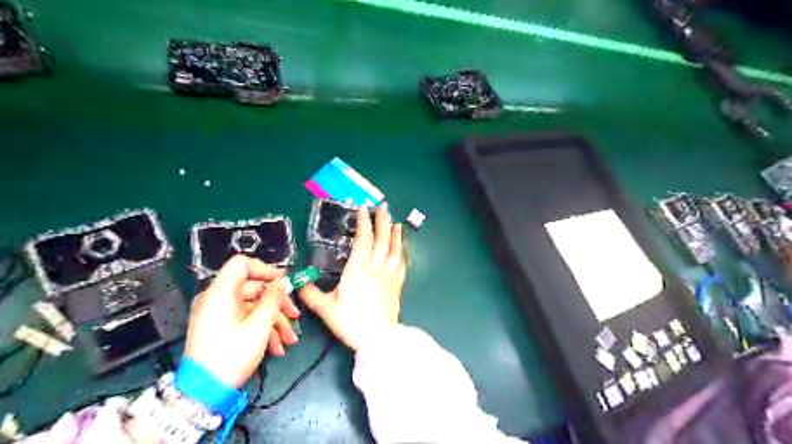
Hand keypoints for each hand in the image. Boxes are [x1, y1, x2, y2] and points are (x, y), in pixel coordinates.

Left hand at [185, 255, 301, 385]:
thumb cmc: (232, 355)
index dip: (266, 270)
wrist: (203, 393)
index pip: (242, 264)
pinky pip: (246, 319)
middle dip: (278, 304)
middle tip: (296, 316)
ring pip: (254, 307)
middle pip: (254, 288)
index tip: (285, 283)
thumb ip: (273, 298)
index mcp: (221, 292)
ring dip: (275, 322)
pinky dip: (263, 330)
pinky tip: (276, 348)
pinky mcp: (221, 327)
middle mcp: (217, 299)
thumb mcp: (259, 325)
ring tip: (289, 341)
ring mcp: (219, 314)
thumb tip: (282, 282)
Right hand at [298, 202, 404, 351]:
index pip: (363, 240)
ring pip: (394, 249)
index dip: (363, 222)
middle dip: (382, 221)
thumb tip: (299, 283)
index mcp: (357, 269)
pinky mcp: (397, 285)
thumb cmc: (351, 322)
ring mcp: (389, 276)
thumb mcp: (326, 308)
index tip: (363, 209)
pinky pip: (401, 264)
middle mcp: (375, 268)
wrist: (377, 338)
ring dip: (395, 234)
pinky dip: (401, 252)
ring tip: (395, 222)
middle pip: (381, 239)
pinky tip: (401, 249)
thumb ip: (311, 294)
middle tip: (383, 206)